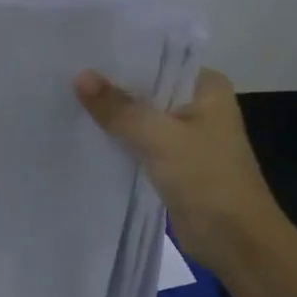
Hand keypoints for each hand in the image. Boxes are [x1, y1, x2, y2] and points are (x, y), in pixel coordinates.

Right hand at [73, 66, 287, 272]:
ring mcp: (183, 135)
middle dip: (108, 88)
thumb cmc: (207, 179)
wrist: (235, 241)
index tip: (79, 55)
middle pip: (144, 89)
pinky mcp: (170, 162)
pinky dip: (114, 140)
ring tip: (63, 101)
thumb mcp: (159, 137)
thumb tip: (79, 76)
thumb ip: (118, 108)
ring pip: (137, 117)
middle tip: (62, 78)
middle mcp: (197, 105)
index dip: (118, 59)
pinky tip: (82, 134)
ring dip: (109, 116)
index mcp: (207, 87)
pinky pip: (136, 142)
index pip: (157, 60)